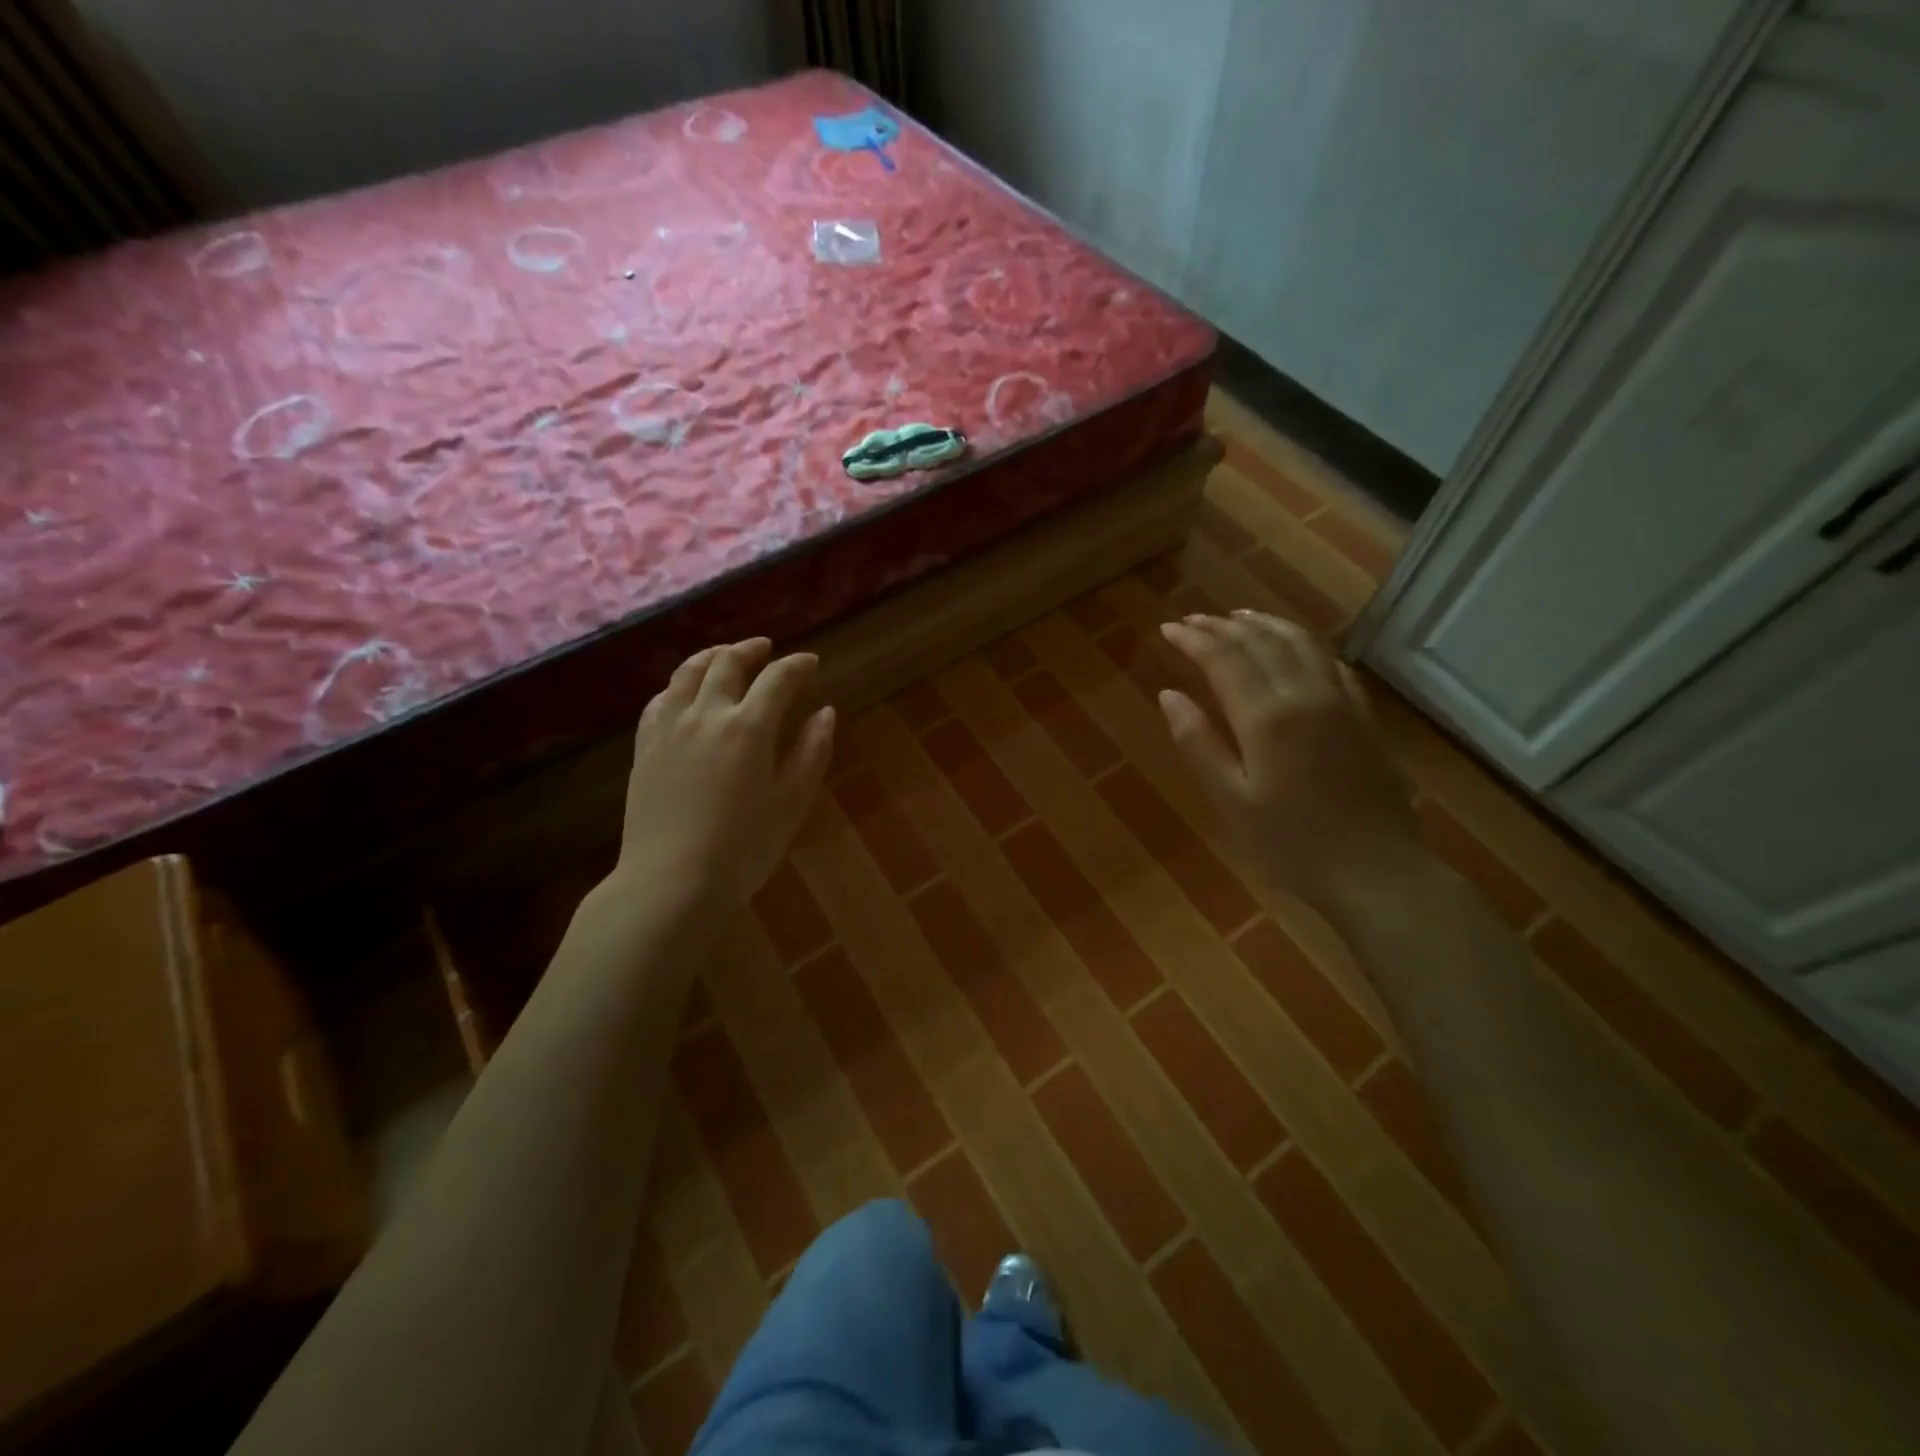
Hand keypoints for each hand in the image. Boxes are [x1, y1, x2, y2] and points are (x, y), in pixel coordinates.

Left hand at [614, 638, 834, 910]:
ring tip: (725, 655)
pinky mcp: (644, 747)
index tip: (811, 662)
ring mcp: (669, 728)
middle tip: (767, 648)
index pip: (778, 679)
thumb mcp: (791, 803)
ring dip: (711, 656)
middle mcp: (706, 715)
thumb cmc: (743, 848)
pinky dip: (679, 685)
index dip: (797, 665)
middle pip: (727, 664)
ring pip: (687, 673)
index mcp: (748, 728)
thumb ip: (811, 753)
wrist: (671, 882)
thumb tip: (826, 712)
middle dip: (751, 650)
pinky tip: (684, 693)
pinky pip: (660, 700)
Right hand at [1157, 611, 1420, 905]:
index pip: (1224, 659)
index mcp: (1266, 717)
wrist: (1377, 873)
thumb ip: (1198, 743)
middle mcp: (1305, 695)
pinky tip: (1295, 647)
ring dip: (1265, 624)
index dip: (1193, 639)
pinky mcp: (1364, 717)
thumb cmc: (1290, 844)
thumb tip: (1169, 695)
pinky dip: (1305, 644)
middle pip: (1260, 643)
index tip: (1167, 629)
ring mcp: (1341, 702)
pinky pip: (1332, 663)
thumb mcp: (1230, 800)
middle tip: (1192, 620)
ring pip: (1300, 644)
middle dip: (1222, 626)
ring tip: (1238, 617)